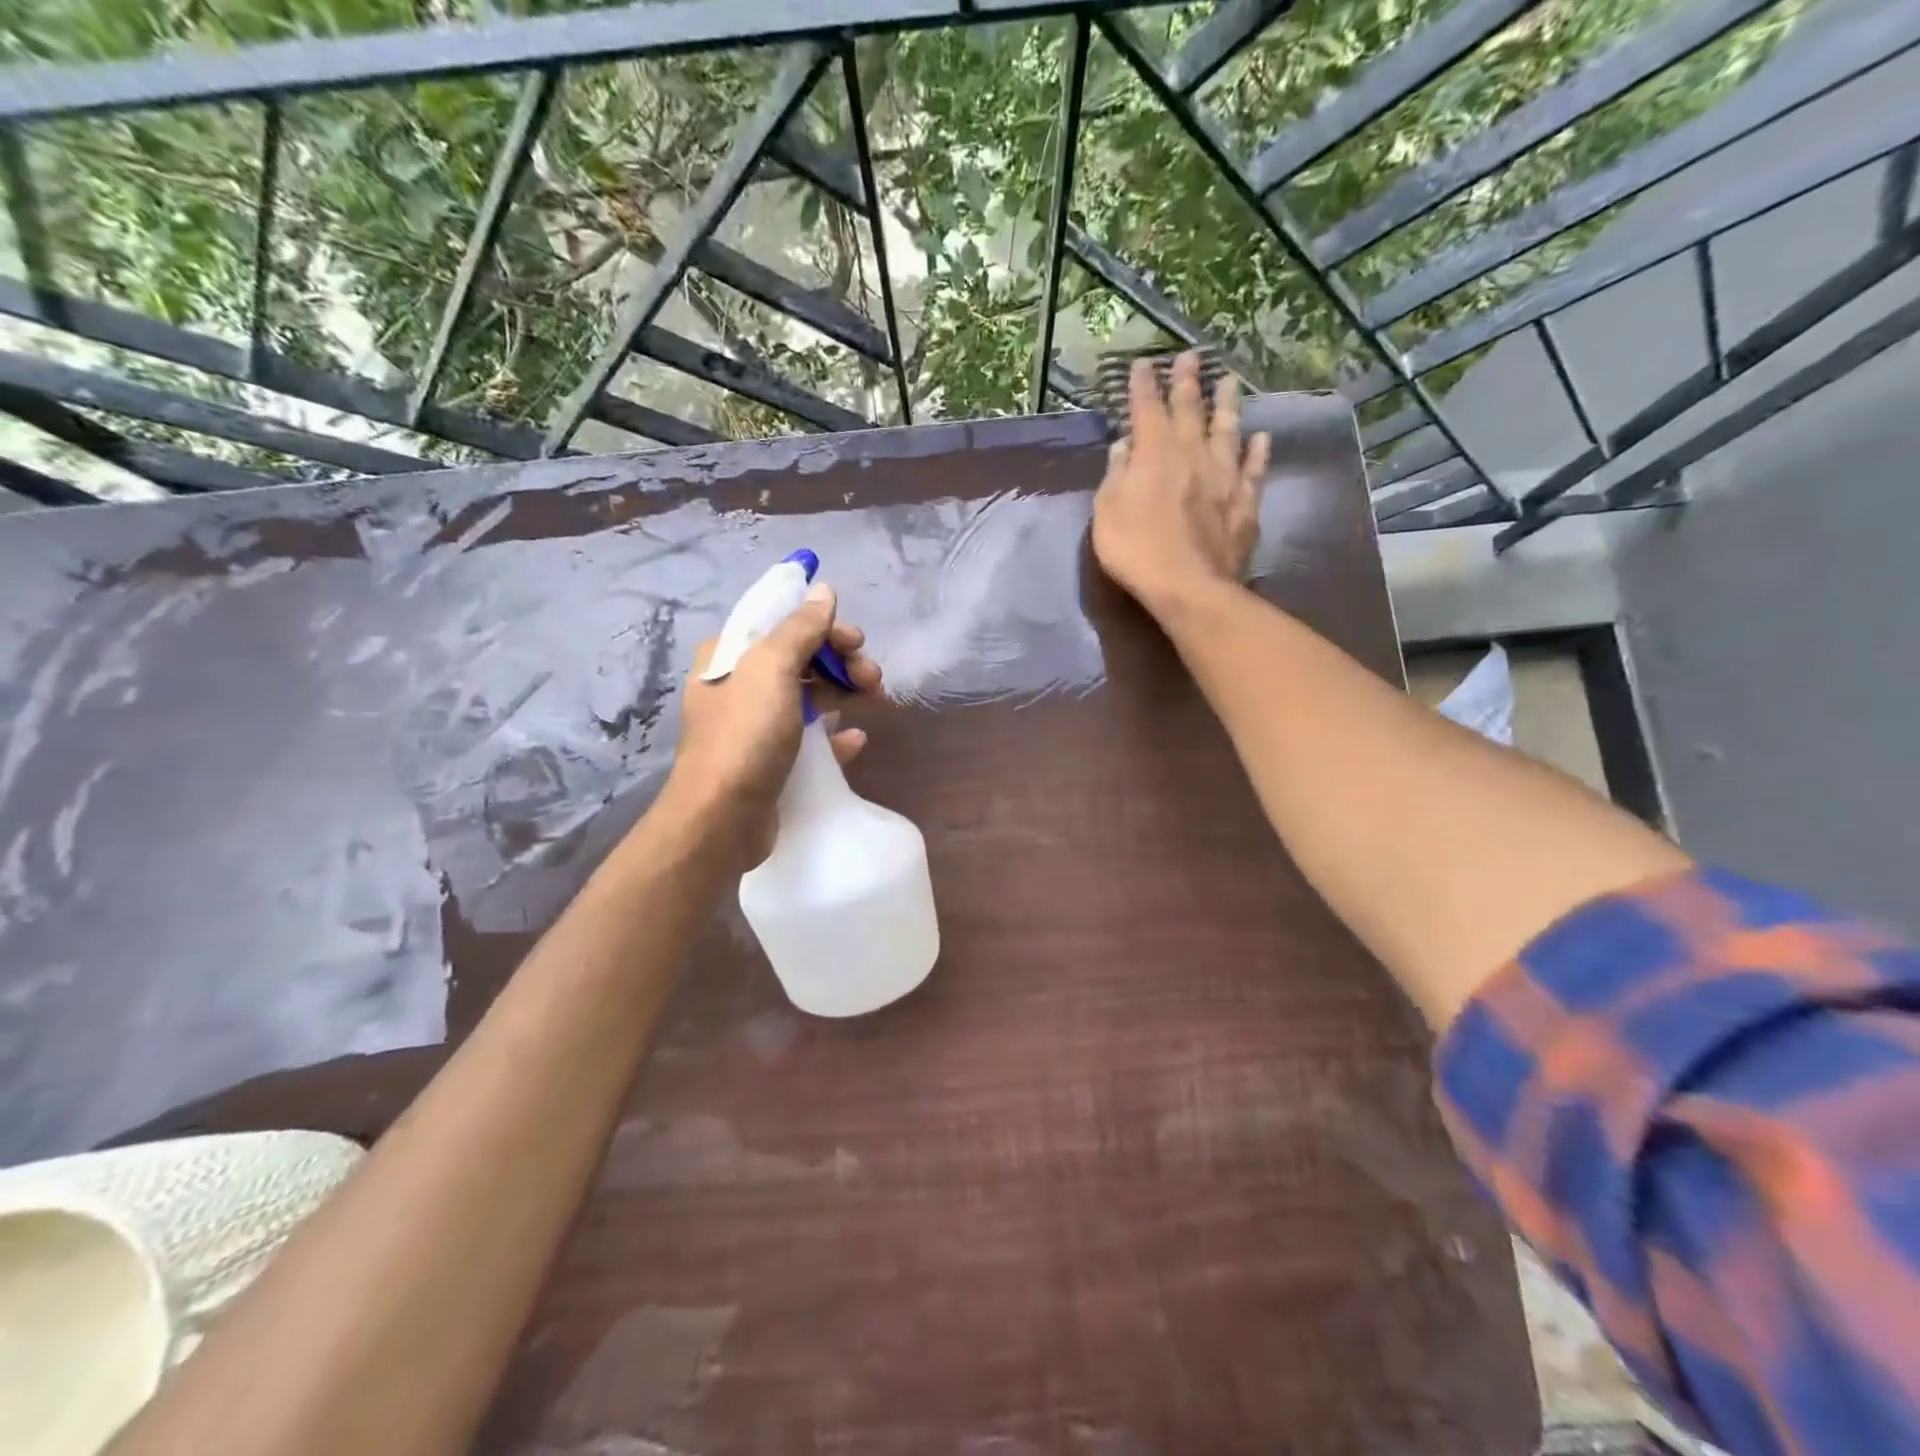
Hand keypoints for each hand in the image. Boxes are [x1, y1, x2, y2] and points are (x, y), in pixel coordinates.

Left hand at [661, 583, 881, 859]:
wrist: (722, 820)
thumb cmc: (745, 736)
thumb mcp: (771, 670)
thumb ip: (800, 628)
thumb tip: (823, 591)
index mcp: (730, 657)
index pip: (780, 623)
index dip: (822, 625)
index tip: (856, 640)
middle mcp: (739, 687)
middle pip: (799, 659)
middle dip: (840, 661)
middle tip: (872, 676)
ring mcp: (755, 727)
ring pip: (808, 697)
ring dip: (843, 692)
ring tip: (874, 700)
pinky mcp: (771, 762)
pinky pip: (810, 739)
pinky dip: (835, 735)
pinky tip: (855, 740)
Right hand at [1091, 351, 1270, 616]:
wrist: (1189, 586)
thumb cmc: (1136, 550)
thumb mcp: (1107, 513)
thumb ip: (1116, 475)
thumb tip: (1125, 445)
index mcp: (1154, 454)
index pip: (1147, 409)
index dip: (1144, 386)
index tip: (1142, 364)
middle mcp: (1192, 454)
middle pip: (1190, 410)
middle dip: (1187, 382)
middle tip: (1191, 356)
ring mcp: (1224, 476)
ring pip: (1228, 430)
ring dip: (1227, 404)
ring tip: (1230, 381)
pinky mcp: (1245, 501)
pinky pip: (1254, 468)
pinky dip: (1258, 451)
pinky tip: (1262, 438)